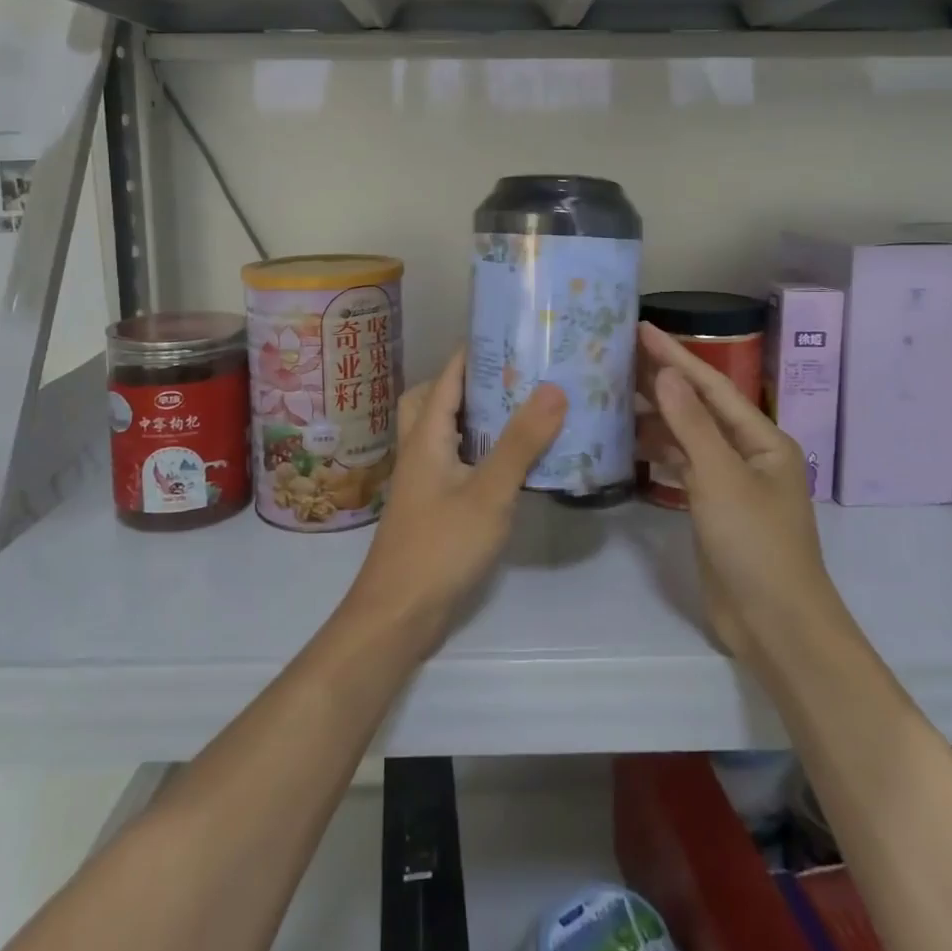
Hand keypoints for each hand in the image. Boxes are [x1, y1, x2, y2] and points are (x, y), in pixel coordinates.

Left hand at [342, 348, 567, 658]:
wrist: (398, 615)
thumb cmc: (441, 546)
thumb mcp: (489, 492)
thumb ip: (521, 442)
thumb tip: (553, 388)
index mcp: (426, 435)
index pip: (448, 376)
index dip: (475, 351)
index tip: (514, 334)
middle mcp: (420, 449)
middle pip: (436, 398)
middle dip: (471, 381)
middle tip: (515, 377)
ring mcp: (424, 479)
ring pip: (445, 431)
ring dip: (475, 416)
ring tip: (520, 411)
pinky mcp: (433, 505)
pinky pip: (455, 460)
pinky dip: (478, 449)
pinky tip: (510, 463)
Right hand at [636, 322, 845, 664]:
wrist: (775, 625)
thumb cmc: (756, 544)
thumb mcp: (721, 478)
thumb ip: (691, 424)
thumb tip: (664, 373)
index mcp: (762, 438)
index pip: (711, 385)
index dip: (675, 355)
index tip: (640, 328)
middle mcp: (747, 453)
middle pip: (698, 407)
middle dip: (660, 382)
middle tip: (615, 356)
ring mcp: (729, 482)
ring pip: (686, 438)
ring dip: (654, 418)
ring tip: (611, 395)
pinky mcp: (711, 509)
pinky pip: (681, 468)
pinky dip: (656, 454)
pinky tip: (627, 444)